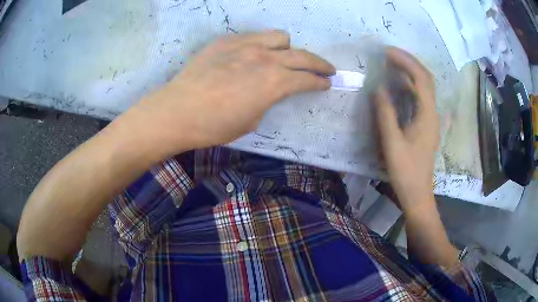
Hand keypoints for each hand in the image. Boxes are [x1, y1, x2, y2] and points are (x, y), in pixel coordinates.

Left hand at [127, 30, 334, 154]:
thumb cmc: (213, 126)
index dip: (320, 82)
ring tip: (282, 58)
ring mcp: (245, 45)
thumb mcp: (251, 121)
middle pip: (303, 55)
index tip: (327, 83)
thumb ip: (267, 100)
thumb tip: (269, 90)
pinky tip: (252, 56)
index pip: (307, 79)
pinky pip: (253, 36)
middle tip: (326, 69)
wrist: (177, 111)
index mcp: (274, 83)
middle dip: (319, 64)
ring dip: (287, 49)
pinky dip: (261, 45)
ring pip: (279, 37)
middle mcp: (265, 58)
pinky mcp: (226, 41)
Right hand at [374, 47, 439, 210]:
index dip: (406, 61)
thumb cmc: (405, 171)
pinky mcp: (427, 125)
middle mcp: (433, 113)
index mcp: (427, 115)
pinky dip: (411, 86)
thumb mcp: (392, 143)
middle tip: (389, 55)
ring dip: (410, 73)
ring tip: (392, 65)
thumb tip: (379, 88)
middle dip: (409, 62)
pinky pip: (421, 98)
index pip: (421, 78)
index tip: (387, 53)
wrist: (418, 193)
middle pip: (426, 79)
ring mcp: (432, 119)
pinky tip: (399, 87)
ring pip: (425, 88)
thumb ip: (385, 114)